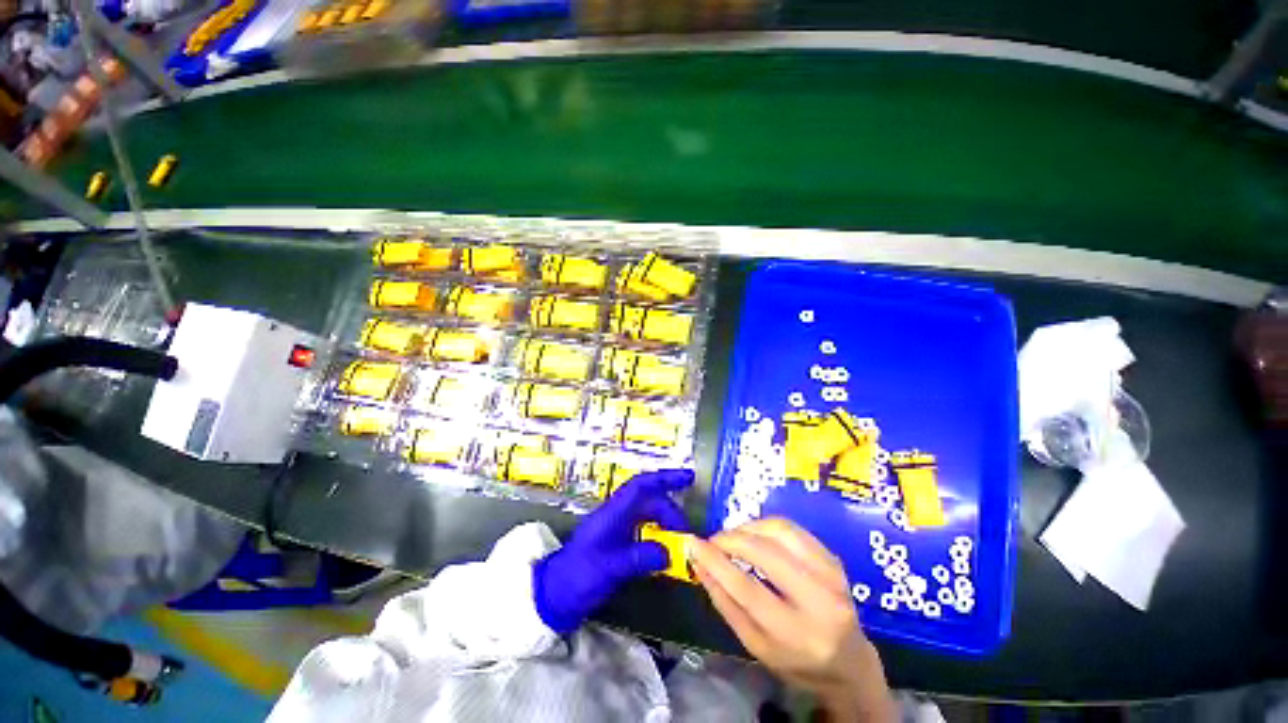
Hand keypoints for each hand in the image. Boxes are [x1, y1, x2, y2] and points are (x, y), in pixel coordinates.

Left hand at [533, 469, 693, 633]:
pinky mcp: (619, 540)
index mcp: (612, 513)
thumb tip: (669, 553)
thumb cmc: (577, 577)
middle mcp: (617, 514)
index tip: (688, 477)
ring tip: (681, 540)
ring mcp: (618, 527)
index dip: (665, 478)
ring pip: (649, 514)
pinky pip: (646, 529)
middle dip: (671, 512)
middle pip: (650, 501)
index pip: (641, 486)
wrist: (555, 594)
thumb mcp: (608, 569)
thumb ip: (638, 558)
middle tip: (687, 535)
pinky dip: (659, 534)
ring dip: (666, 522)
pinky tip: (667, 548)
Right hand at [689, 518, 894, 721]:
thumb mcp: (755, 645)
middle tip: (713, 541)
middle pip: (765, 553)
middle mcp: (819, 601)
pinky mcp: (833, 558)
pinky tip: (755, 535)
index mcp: (796, 635)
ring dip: (748, 528)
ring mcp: (831, 575)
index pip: (747, 589)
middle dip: (731, 539)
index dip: (715, 562)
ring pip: (780, 531)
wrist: (849, 662)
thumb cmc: (796, 661)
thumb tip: (699, 563)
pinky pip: (792, 529)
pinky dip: (766, 526)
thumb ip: (725, 602)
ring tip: (733, 538)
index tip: (692, 544)